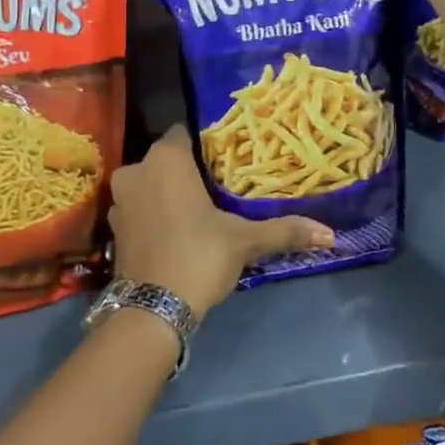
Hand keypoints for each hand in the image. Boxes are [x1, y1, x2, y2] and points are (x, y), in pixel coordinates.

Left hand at [108, 126, 333, 318]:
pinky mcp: (113, 228)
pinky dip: (153, 215)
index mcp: (166, 159)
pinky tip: (176, 231)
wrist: (151, 311)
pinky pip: (139, 208)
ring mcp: (120, 200)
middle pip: (167, 160)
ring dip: (167, 193)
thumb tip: (331, 234)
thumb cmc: (198, 256)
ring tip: (199, 210)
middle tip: (218, 187)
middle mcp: (137, 170)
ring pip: (149, 184)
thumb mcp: (244, 241)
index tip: (227, 160)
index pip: (186, 133)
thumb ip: (284, 230)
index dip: (205, 145)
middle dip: (188, 171)